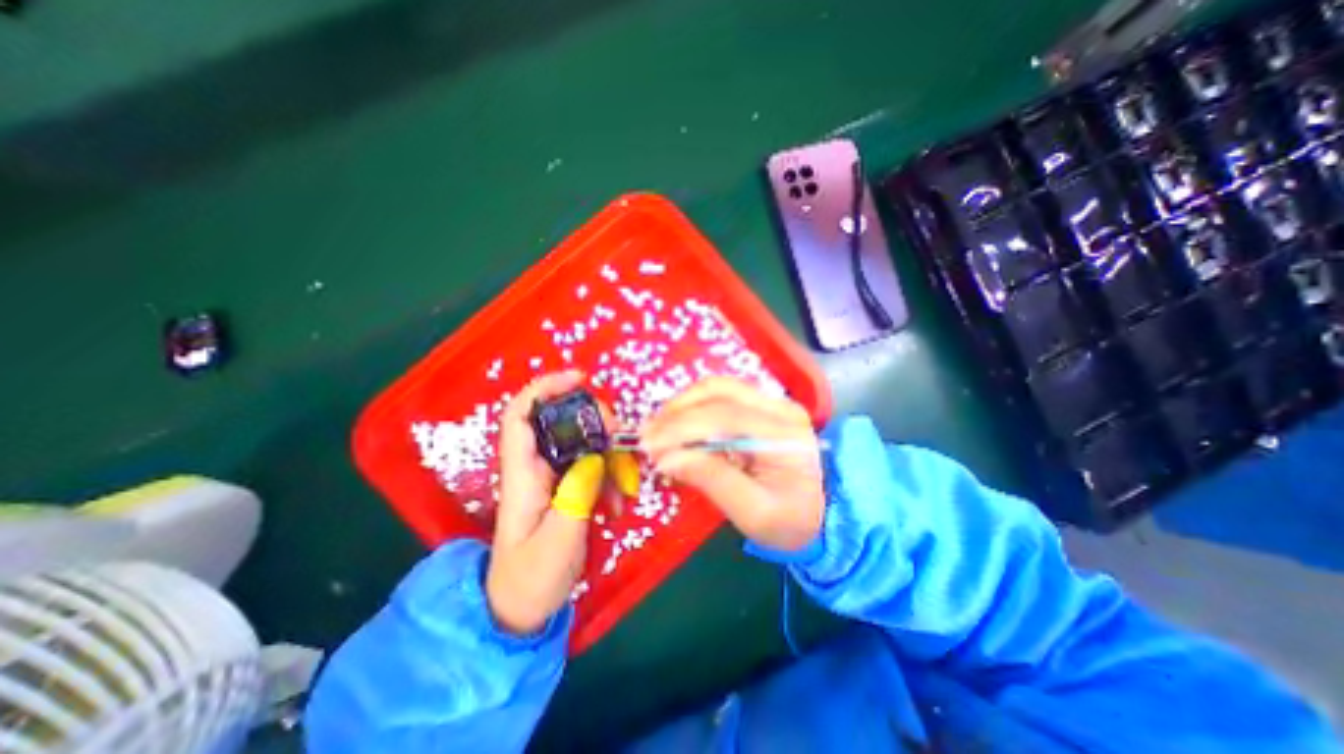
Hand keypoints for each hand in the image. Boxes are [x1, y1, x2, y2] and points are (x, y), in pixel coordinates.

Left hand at [487, 370, 642, 636]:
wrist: (522, 609)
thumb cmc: (530, 579)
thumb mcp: (557, 542)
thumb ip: (576, 497)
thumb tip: (594, 458)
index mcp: (522, 474)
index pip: (521, 415)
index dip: (545, 388)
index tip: (580, 378)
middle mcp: (537, 466)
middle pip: (563, 420)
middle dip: (596, 421)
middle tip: (620, 438)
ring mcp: (556, 476)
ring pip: (586, 443)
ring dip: (611, 455)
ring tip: (626, 486)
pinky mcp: (571, 487)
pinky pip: (596, 466)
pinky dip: (613, 476)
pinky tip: (620, 502)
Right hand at [636, 379, 819, 551]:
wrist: (821, 515)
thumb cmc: (790, 521)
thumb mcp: (753, 513)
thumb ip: (712, 481)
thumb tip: (667, 458)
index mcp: (785, 434)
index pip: (726, 416)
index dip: (682, 427)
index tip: (650, 446)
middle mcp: (780, 407)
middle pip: (719, 391)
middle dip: (677, 411)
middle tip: (647, 436)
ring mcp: (772, 402)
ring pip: (717, 387)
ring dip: (682, 405)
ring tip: (657, 429)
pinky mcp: (761, 406)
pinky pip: (720, 396)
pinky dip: (693, 407)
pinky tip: (677, 426)